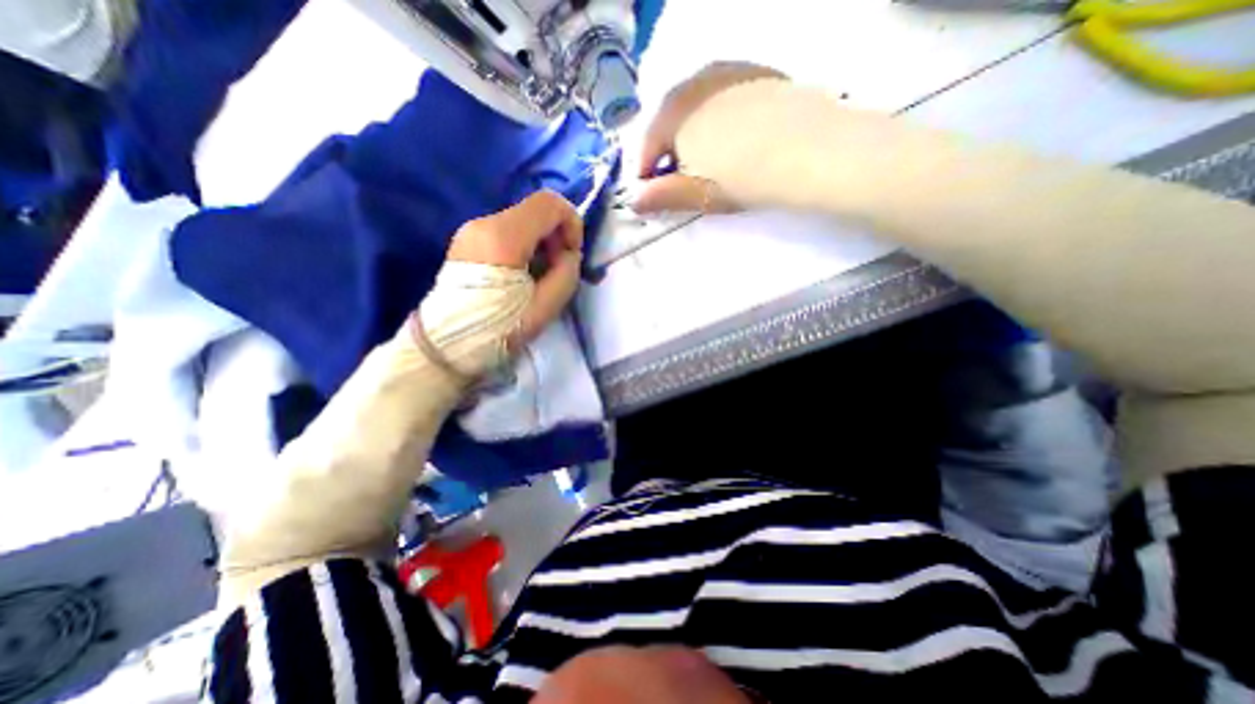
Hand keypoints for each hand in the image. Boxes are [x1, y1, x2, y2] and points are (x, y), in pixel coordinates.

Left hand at [447, 189, 583, 348]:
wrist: (448, 345)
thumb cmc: (499, 329)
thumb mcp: (546, 306)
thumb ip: (567, 272)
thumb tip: (568, 254)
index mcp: (503, 237)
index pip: (549, 203)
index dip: (572, 222)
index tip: (572, 253)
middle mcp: (484, 223)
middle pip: (534, 210)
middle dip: (556, 235)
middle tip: (558, 268)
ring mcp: (471, 231)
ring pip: (521, 221)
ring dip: (541, 242)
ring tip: (540, 275)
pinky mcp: (466, 242)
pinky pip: (505, 232)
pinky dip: (524, 246)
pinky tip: (522, 274)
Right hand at [633, 61, 785, 214]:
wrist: (807, 149)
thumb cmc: (740, 178)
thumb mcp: (695, 195)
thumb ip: (660, 197)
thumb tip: (633, 202)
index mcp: (671, 116)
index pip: (646, 148)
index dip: (646, 175)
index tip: (655, 195)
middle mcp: (691, 85)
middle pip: (668, 123)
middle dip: (668, 152)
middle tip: (682, 179)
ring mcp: (724, 74)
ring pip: (694, 108)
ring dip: (692, 133)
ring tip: (708, 159)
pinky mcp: (753, 73)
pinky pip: (722, 97)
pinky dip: (718, 118)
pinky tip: (734, 137)